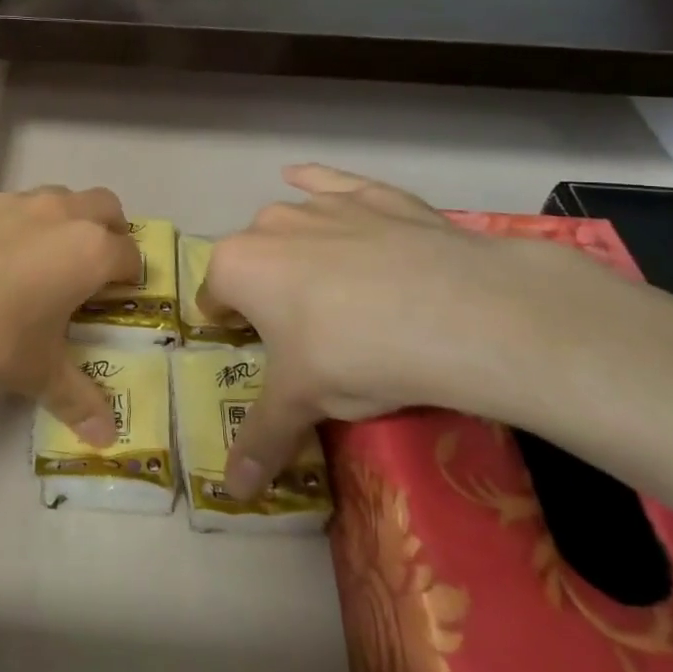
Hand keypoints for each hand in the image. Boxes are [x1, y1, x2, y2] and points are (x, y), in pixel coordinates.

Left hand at [0, 186, 140, 442]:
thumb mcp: (35, 374)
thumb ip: (77, 400)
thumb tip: (106, 439)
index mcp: (87, 251)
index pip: (129, 255)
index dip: (129, 277)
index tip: (117, 297)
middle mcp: (55, 214)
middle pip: (103, 206)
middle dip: (106, 231)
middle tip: (86, 269)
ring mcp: (6, 200)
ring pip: (50, 198)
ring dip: (55, 223)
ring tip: (29, 263)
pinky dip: (1, 225)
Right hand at [202, 165, 636, 498]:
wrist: (458, 312)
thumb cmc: (355, 356)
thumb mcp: (303, 404)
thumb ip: (260, 440)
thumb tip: (231, 493)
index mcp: (237, 266)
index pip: (213, 299)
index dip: (228, 328)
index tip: (253, 351)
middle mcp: (269, 224)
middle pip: (251, 261)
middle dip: (264, 292)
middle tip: (302, 334)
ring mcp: (323, 204)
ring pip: (290, 224)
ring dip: (294, 250)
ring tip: (331, 291)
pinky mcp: (373, 195)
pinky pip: (332, 183)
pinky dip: (318, 183)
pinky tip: (304, 177)